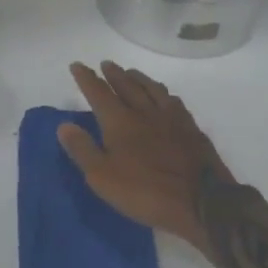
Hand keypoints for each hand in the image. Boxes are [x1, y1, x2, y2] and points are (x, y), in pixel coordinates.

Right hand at [57, 62, 230, 247]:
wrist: (202, 202)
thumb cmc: (145, 191)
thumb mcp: (102, 177)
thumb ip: (83, 149)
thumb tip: (64, 125)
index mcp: (120, 121)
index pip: (98, 93)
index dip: (86, 78)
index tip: (77, 65)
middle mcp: (145, 112)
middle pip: (127, 85)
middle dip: (114, 74)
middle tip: (106, 64)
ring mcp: (171, 118)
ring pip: (152, 89)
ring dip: (139, 78)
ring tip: (131, 73)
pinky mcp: (192, 129)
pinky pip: (174, 102)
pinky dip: (163, 93)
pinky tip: (165, 96)